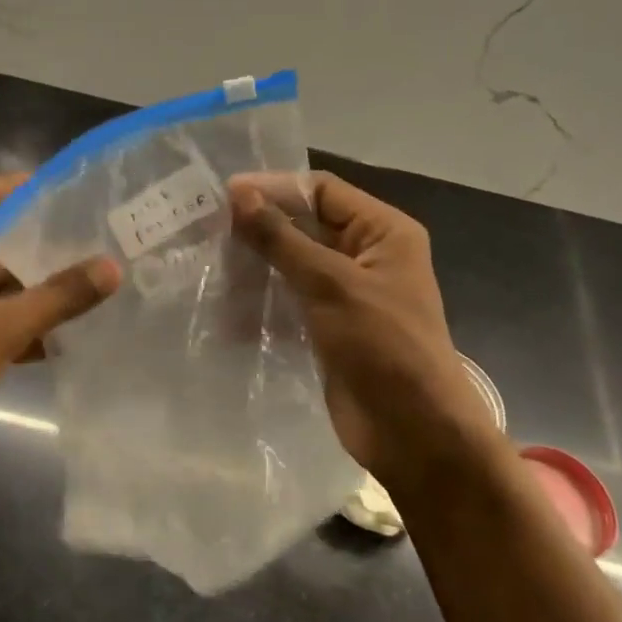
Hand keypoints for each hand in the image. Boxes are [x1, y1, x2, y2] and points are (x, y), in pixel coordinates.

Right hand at [229, 172, 501, 492]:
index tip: (224, 196)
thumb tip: (238, 194)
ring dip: (258, 264)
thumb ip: (282, 238)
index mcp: (384, 232)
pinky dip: (264, 298)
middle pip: (307, 224)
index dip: (275, 188)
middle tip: (208, 229)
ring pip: (295, 263)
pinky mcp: (331, 326)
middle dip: (262, 227)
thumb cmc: (383, 346)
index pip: (322, 191)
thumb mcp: (330, 284)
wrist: (413, 433)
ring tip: (211, 264)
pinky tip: (227, 305)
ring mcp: (349, 293)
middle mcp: (368, 254)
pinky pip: (292, 298)